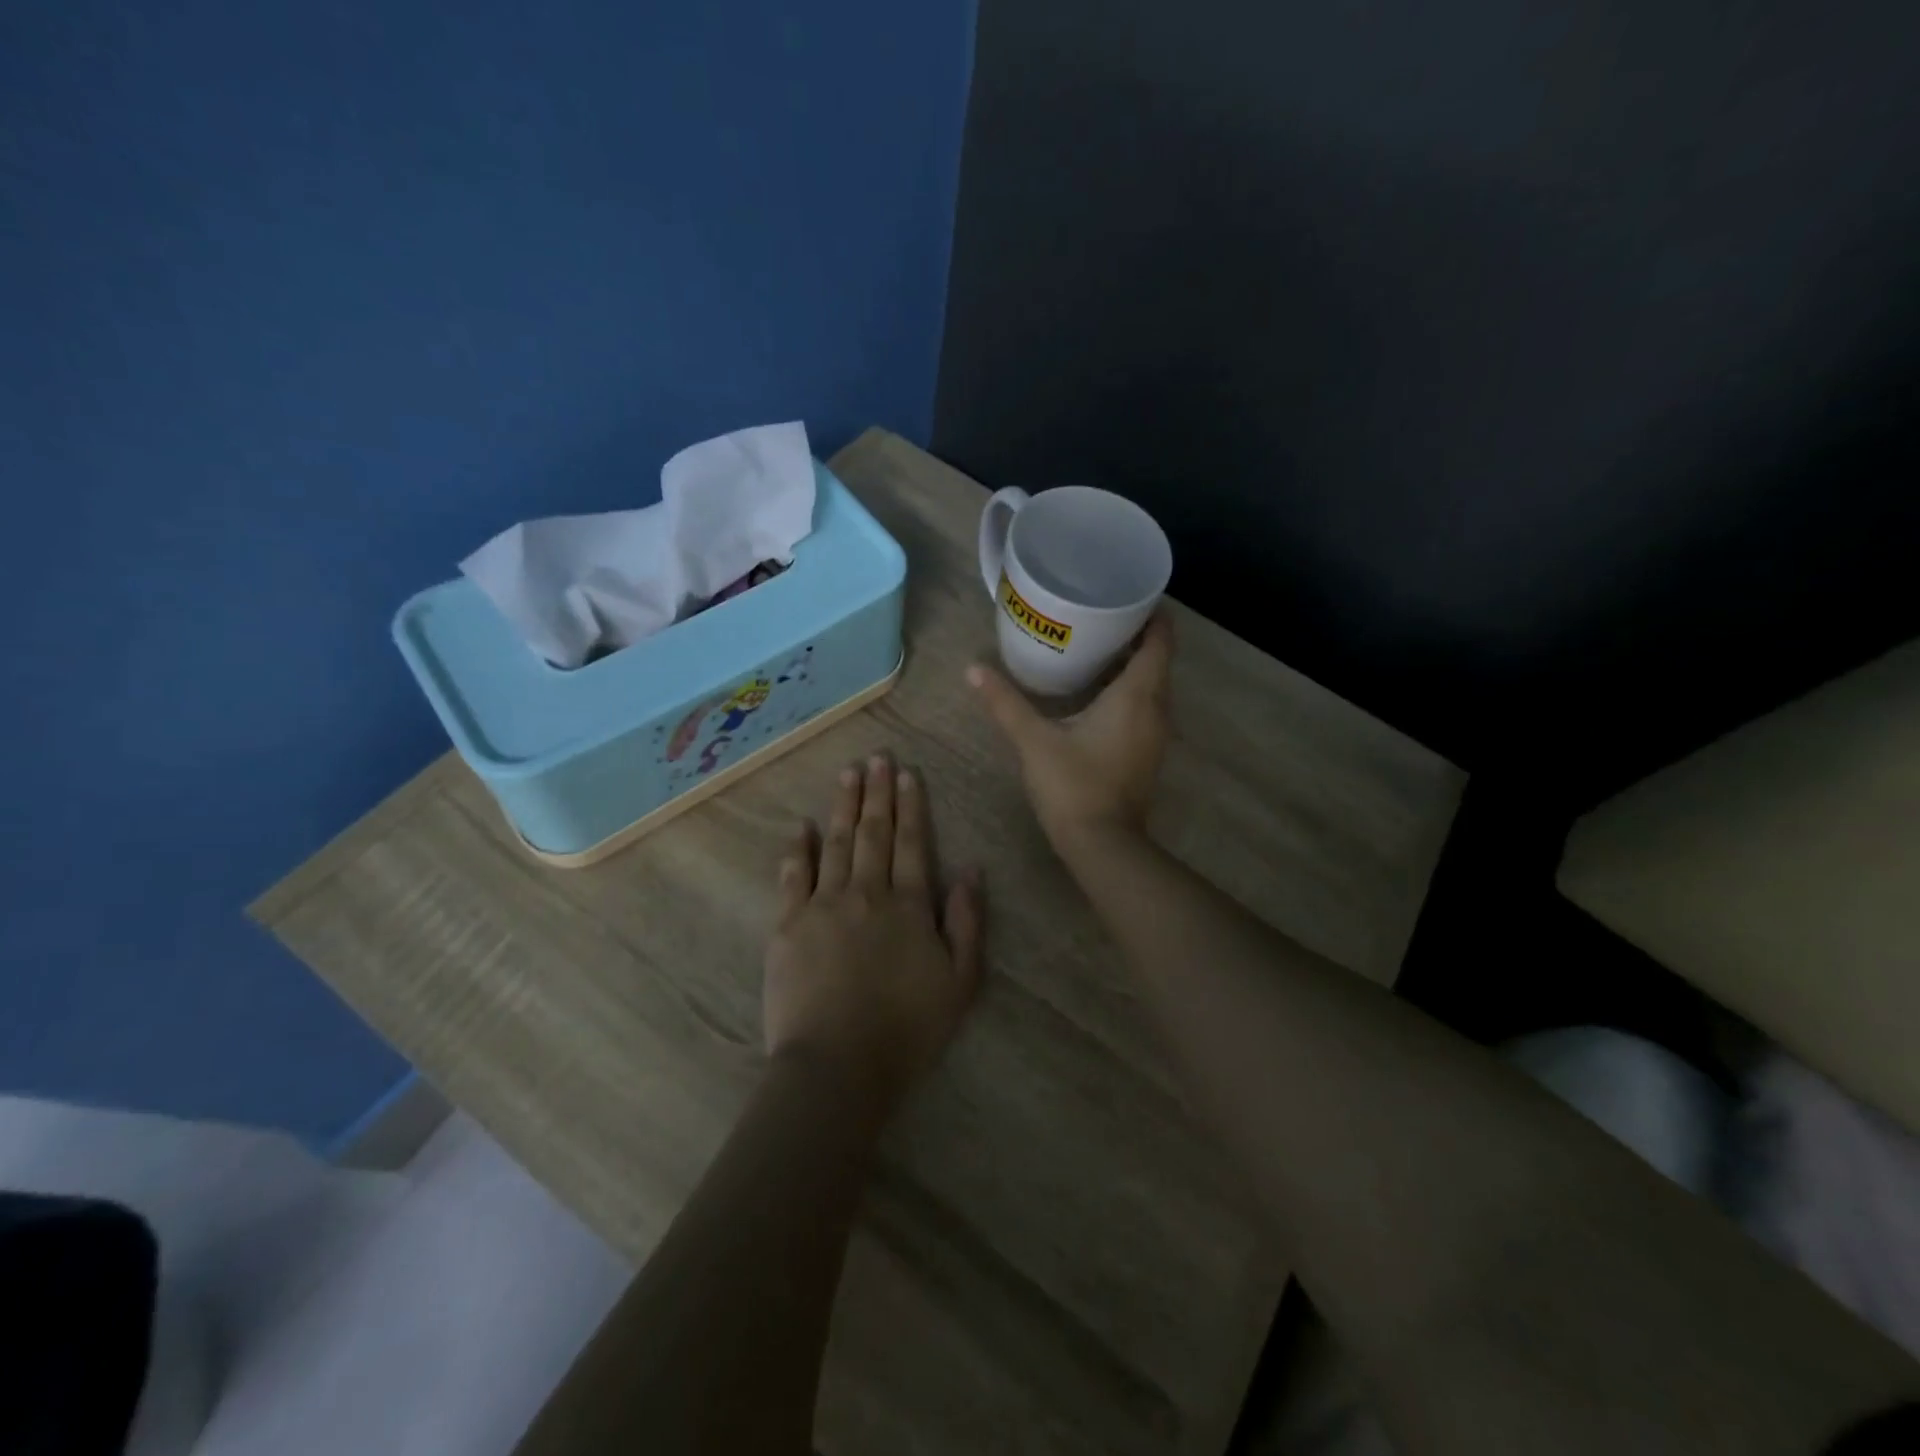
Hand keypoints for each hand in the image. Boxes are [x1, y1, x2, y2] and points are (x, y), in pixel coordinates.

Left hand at [763, 755, 985, 1117]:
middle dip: (877, 793)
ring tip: (847, 774)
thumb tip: (971, 870)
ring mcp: (823, 906)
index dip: (911, 806)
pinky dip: (798, 848)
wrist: (838, 1065)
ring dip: (842, 806)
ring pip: (836, 843)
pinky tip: (802, 826)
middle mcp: (867, 893)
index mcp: (909, 905)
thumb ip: (968, 922)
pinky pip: (793, 876)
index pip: (911, 843)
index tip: (907, 773)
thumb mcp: (961, 982)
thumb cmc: (907, 1029)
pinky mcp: (788, 925)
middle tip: (877, 757)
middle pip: (873, 833)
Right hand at [967, 613, 1174, 852]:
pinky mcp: (1147, 753)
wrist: (1102, 844)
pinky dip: (1129, 691)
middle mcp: (1156, 709)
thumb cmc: (1073, 785)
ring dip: (1132, 665)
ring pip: (1152, 686)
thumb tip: (973, 669)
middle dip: (1135, 635)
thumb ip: (1005, 702)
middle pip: (1157, 660)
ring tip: (1095, 647)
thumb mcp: (1034, 740)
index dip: (1152, 614)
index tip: (1128, 595)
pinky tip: (1098, 693)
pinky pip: (1146, 707)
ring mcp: (1156, 734)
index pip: (1159, 640)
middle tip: (1099, 615)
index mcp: (1136, 695)